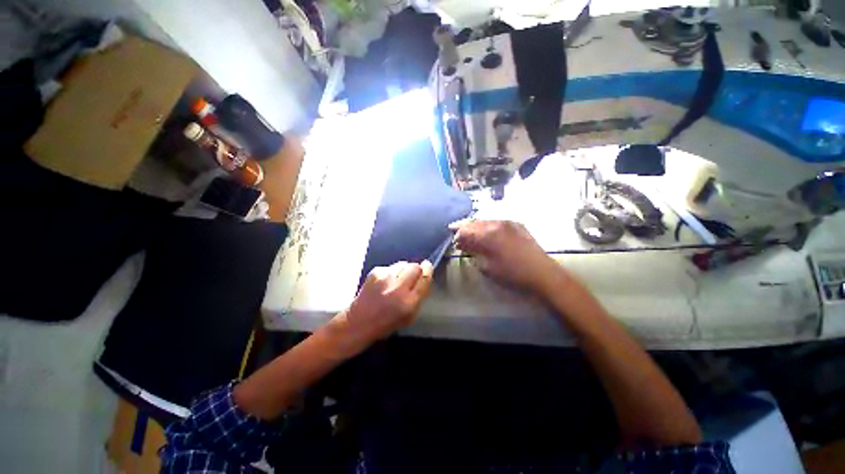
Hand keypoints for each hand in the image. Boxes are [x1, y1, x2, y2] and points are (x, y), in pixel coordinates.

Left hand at [331, 261, 433, 351]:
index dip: (428, 270)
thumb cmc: (386, 323)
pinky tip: (385, 282)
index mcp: (409, 302)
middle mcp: (397, 288)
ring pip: (403, 263)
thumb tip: (425, 276)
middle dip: (416, 269)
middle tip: (412, 277)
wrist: (358, 322)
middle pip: (415, 267)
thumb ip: (420, 296)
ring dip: (403, 270)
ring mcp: (385, 278)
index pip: (425, 278)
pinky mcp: (375, 272)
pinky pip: (391, 266)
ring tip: (397, 281)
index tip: (428, 267)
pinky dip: (391, 272)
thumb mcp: (410, 316)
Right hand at [451, 220, 564, 296]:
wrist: (542, 273)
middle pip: (474, 222)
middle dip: (464, 227)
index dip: (457, 233)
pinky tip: (485, 231)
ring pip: (485, 220)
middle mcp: (497, 223)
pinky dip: (487, 225)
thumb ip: (473, 252)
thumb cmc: (511, 274)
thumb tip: (464, 244)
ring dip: (475, 226)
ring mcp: (508, 222)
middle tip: (455, 231)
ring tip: (469, 232)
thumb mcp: (487, 266)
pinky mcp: (516, 224)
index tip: (452, 238)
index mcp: (488, 234)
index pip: (466, 230)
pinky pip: (496, 221)